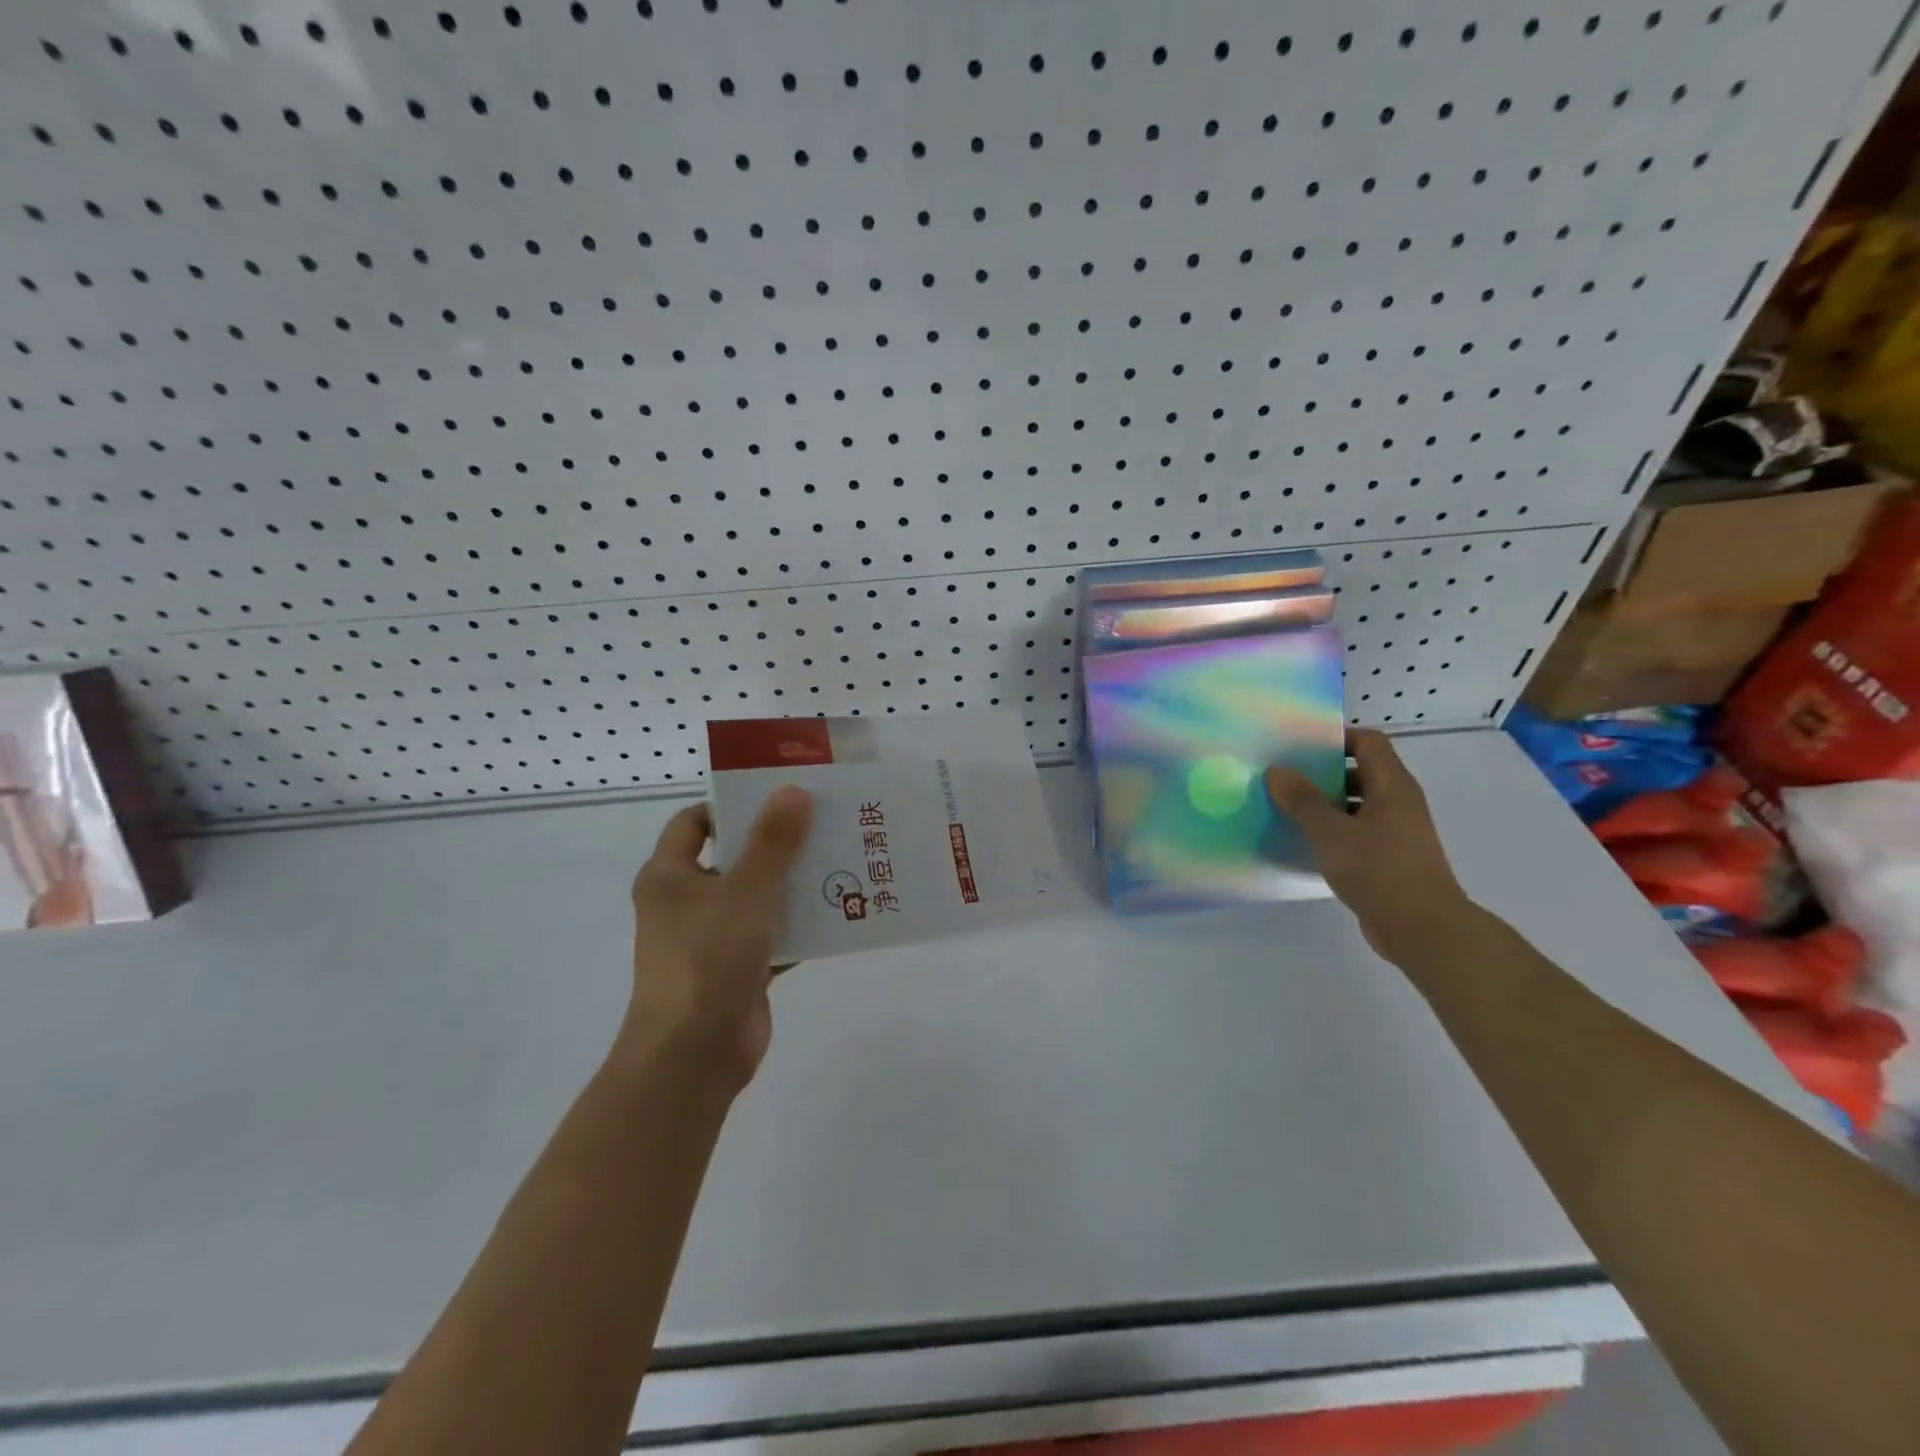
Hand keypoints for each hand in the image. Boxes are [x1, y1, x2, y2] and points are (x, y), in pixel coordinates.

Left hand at [620, 786, 813, 1091]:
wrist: (694, 1055)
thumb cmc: (709, 958)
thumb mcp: (747, 890)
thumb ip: (772, 841)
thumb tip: (792, 791)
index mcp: (669, 876)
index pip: (694, 822)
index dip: (732, 806)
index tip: (778, 797)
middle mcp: (685, 903)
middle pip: (733, 858)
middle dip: (776, 843)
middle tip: (823, 822)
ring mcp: (711, 939)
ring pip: (757, 898)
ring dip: (793, 884)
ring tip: (841, 860)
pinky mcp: (736, 970)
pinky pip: (772, 936)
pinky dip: (800, 926)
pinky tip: (840, 912)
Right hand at [1265, 729, 1472, 965]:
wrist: (1423, 929)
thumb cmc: (1379, 870)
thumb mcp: (1331, 832)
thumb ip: (1302, 800)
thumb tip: (1277, 771)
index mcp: (1392, 785)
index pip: (1368, 741)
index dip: (1337, 737)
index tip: (1300, 746)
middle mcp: (1399, 802)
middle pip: (1361, 772)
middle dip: (1323, 772)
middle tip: (1284, 777)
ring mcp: (1397, 832)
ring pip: (1357, 804)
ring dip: (1326, 804)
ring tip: (1286, 809)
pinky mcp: (1391, 859)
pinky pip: (1358, 832)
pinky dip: (1334, 831)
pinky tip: (1306, 842)